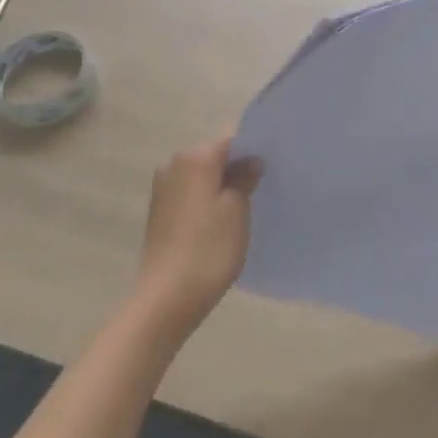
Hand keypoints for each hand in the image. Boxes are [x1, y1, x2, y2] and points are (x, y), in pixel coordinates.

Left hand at [132, 137, 261, 340]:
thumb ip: (244, 177)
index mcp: (195, 157)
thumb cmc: (208, 248)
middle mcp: (174, 164)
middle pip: (216, 155)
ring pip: (204, 175)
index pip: (232, 139)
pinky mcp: (160, 211)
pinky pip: (192, 193)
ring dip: (224, 184)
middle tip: (268, 182)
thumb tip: (250, 161)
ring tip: (250, 201)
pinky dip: (209, 199)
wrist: (166, 297)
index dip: (256, 149)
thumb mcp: (237, 209)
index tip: (277, 161)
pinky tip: (225, 218)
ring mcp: (163, 188)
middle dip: (239, 165)